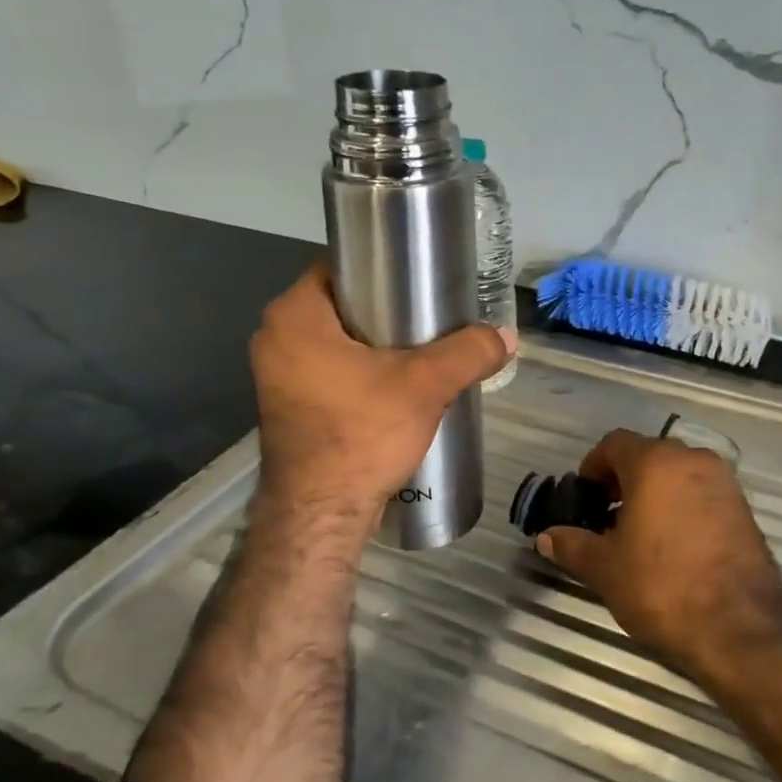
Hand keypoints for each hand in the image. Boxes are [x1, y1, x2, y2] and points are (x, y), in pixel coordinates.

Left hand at [250, 260, 513, 521]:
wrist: (322, 514)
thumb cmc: (362, 435)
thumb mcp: (425, 386)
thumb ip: (468, 352)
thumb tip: (506, 337)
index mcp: (294, 316)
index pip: (340, 267)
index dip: (382, 269)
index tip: (420, 280)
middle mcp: (275, 338)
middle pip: (342, 305)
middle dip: (386, 310)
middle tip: (430, 316)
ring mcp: (278, 376)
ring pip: (336, 341)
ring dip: (375, 344)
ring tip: (423, 349)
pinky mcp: (290, 406)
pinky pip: (330, 371)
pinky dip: (361, 371)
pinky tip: (398, 384)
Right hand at [536, 429, 781, 683]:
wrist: (740, 628)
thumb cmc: (662, 586)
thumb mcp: (605, 568)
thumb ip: (572, 545)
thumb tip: (546, 537)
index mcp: (656, 462)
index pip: (615, 443)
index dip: (593, 466)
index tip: (585, 496)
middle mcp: (693, 460)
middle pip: (649, 455)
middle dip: (624, 480)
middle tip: (607, 516)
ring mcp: (725, 484)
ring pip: (679, 475)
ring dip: (656, 493)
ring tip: (640, 534)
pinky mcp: (745, 510)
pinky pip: (703, 495)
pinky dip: (683, 507)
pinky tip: (674, 546)